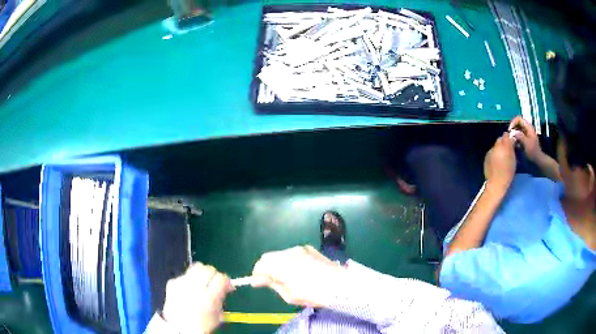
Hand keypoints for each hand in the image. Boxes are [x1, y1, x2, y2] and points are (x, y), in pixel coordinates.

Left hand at [162, 263, 232, 333]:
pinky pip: (184, 275)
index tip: (226, 286)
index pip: (221, 278)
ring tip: (201, 284)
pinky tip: (188, 290)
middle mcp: (194, 288)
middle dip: (213, 275)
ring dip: (201, 275)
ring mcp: (181, 284)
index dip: (225, 281)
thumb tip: (225, 287)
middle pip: (208, 269)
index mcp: (208, 299)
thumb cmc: (201, 326)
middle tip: (214, 283)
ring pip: (196, 267)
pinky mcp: (172, 282)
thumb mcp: (218, 316)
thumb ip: (221, 299)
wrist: (178, 329)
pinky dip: (189, 280)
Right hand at [251, 245, 344, 307]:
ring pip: (279, 254)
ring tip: (285, 276)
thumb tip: (258, 280)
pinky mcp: (309, 249)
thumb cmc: (314, 295)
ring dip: (277, 263)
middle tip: (270, 281)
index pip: (261, 264)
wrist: (341, 286)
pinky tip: (297, 270)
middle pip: (268, 257)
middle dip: (266, 268)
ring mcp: (300, 249)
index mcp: (284, 266)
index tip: (258, 283)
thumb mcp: (290, 295)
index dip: (257, 274)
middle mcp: (290, 253)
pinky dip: (288, 260)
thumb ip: (272, 284)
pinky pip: (291, 253)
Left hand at [484, 133, 515, 190]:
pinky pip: (491, 152)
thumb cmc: (508, 173)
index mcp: (504, 146)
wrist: (496, 183)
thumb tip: (512, 140)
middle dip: (504, 142)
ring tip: (502, 156)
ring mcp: (490, 151)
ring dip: (499, 148)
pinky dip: (494, 154)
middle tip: (507, 150)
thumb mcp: (514, 160)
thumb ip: (512, 148)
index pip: (506, 135)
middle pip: (500, 139)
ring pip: (495, 145)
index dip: (509, 138)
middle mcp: (496, 146)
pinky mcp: (486, 157)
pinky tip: (496, 161)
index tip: (512, 142)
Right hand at [508, 116, 542, 161]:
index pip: (519, 119)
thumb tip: (513, 132)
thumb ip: (520, 136)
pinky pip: (518, 136)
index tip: (510, 130)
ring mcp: (526, 134)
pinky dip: (515, 139)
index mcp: (528, 128)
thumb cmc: (533, 153)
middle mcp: (527, 129)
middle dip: (513, 129)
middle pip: (517, 124)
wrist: (537, 161)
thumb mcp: (527, 144)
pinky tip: (515, 145)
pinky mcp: (525, 139)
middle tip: (509, 136)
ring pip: (517, 130)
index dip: (513, 122)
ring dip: (513, 134)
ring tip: (512, 141)